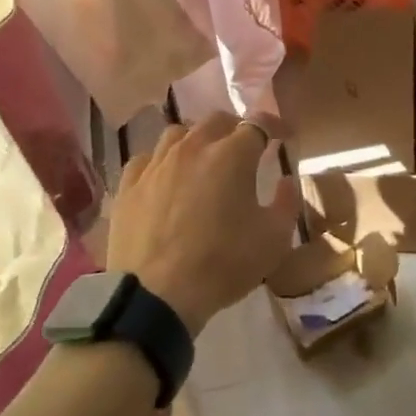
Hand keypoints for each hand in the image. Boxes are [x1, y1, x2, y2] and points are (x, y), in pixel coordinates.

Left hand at [109, 112, 297, 335]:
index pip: (258, 124)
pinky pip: (146, 159)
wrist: (157, 295)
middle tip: (244, 148)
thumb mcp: (274, 240)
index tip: (284, 136)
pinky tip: (164, 178)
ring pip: (177, 133)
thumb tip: (286, 180)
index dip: (275, 125)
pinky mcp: (128, 185)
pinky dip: (161, 162)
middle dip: (235, 128)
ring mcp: (156, 164)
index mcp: (232, 156)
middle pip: (216, 121)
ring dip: (196, 140)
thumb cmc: (223, 264)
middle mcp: (192, 148)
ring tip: (202, 159)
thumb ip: (286, 203)